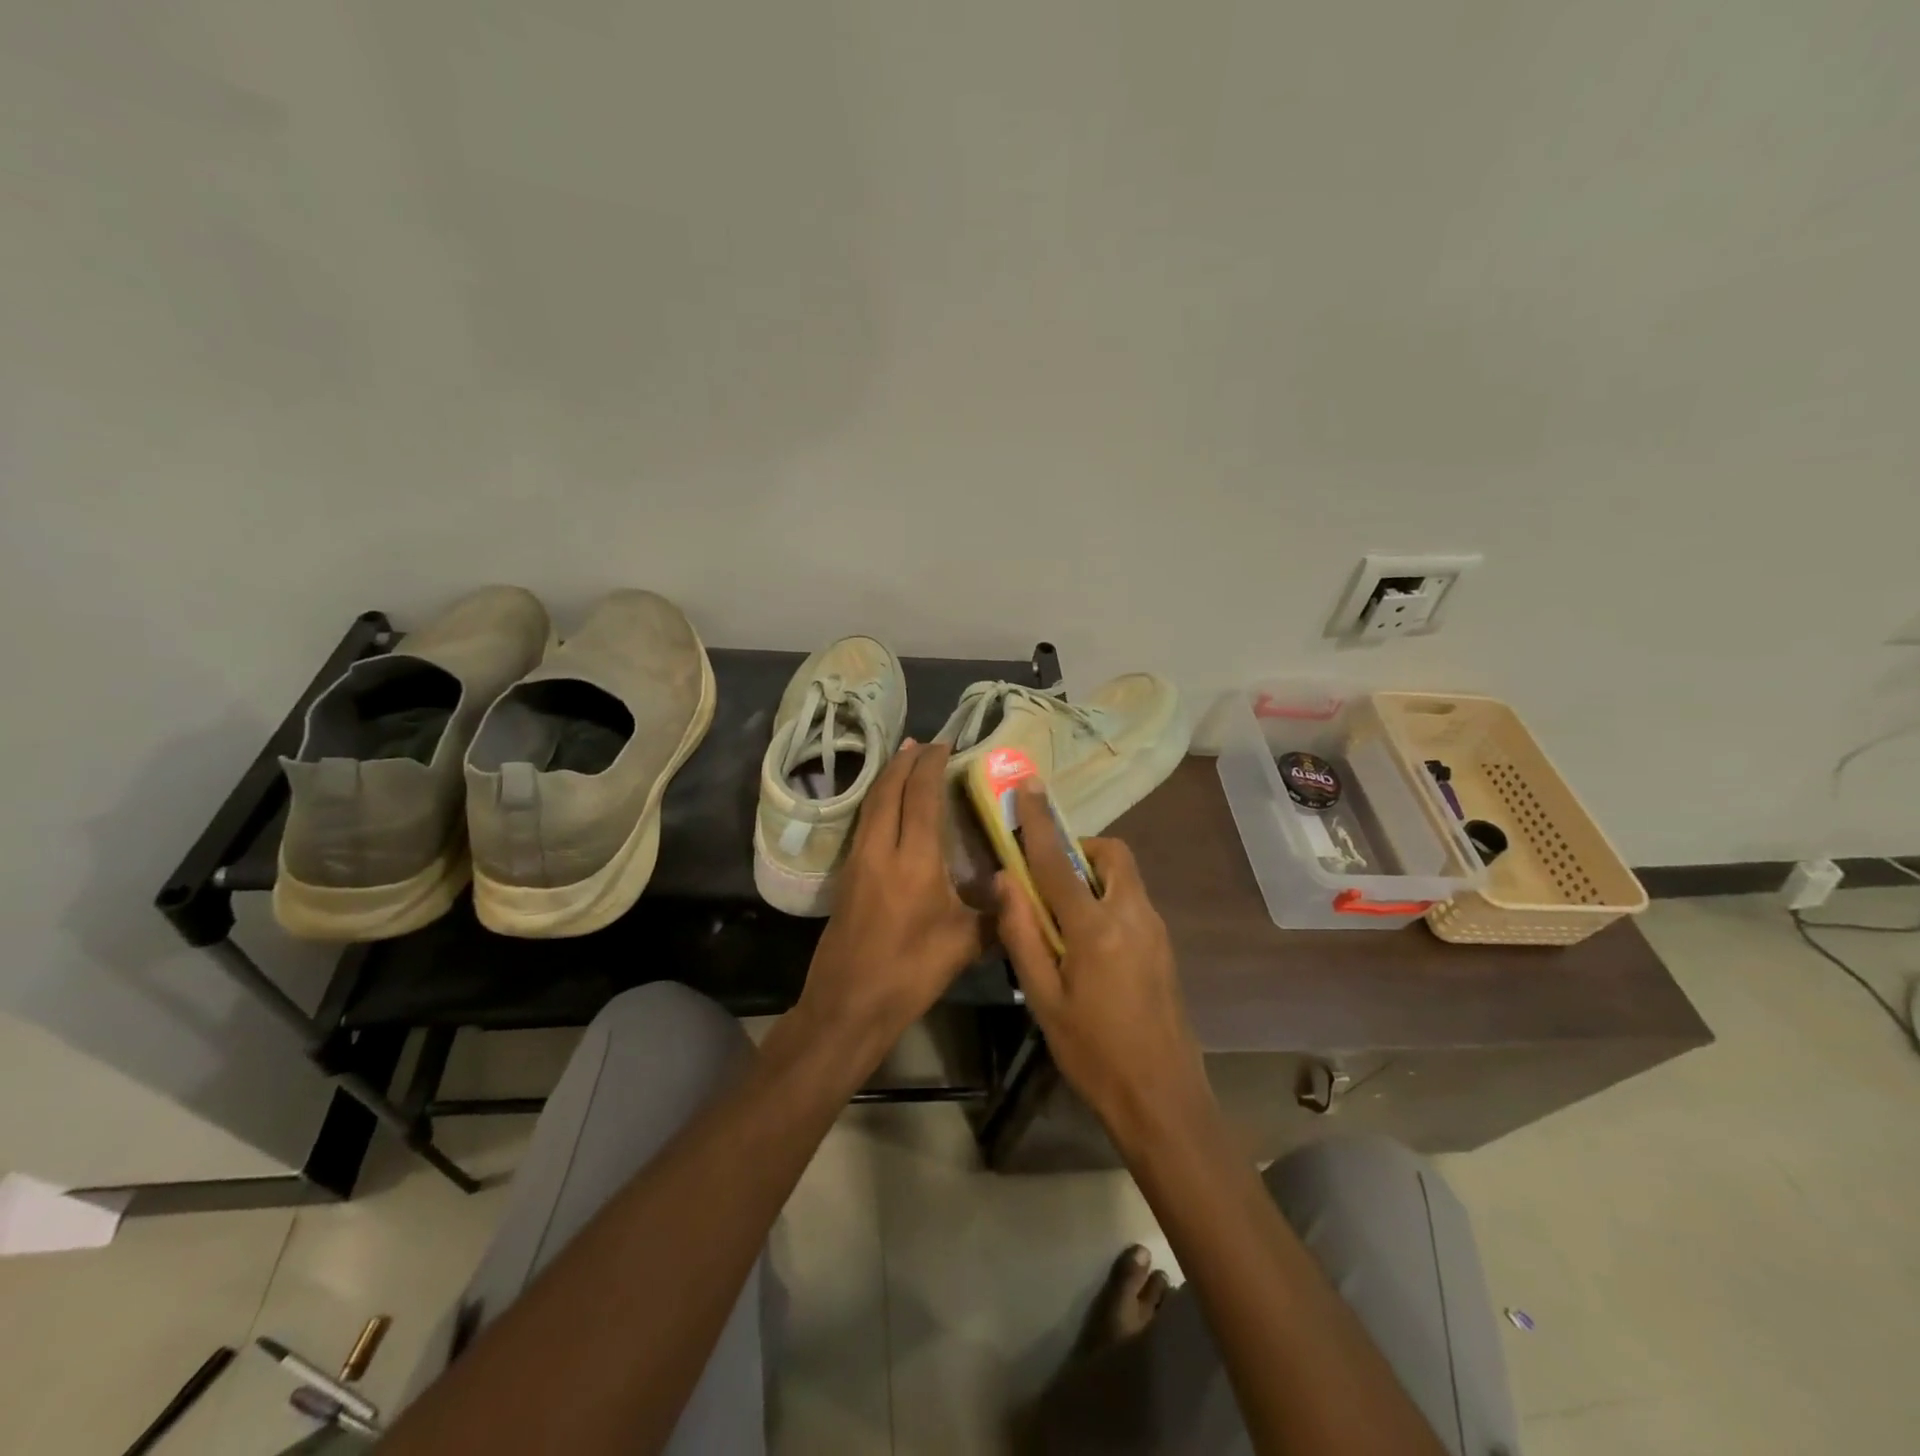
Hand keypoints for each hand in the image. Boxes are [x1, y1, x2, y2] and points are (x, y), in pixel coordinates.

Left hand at [799, 742, 987, 1058]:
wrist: (848, 1004)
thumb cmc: (910, 972)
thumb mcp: (964, 943)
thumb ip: (994, 911)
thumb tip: (1014, 888)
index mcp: (914, 860)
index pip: (921, 796)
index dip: (931, 765)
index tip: (944, 744)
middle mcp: (881, 849)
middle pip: (889, 789)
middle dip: (905, 760)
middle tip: (923, 743)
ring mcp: (857, 861)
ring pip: (871, 804)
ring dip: (887, 777)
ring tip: (904, 760)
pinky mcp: (846, 876)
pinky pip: (864, 822)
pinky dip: (878, 802)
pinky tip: (889, 807)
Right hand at [996, 787, 1212, 1143]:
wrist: (1163, 1098)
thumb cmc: (1093, 1052)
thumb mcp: (1043, 999)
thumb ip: (1022, 934)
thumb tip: (1003, 881)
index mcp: (1095, 927)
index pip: (1057, 860)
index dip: (1039, 821)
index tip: (1028, 785)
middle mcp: (1132, 915)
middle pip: (1111, 854)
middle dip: (1079, 848)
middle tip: (1049, 876)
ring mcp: (1155, 929)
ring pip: (1124, 876)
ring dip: (1093, 874)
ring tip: (1063, 914)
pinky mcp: (1164, 946)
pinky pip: (1132, 900)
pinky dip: (1107, 897)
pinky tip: (1089, 942)